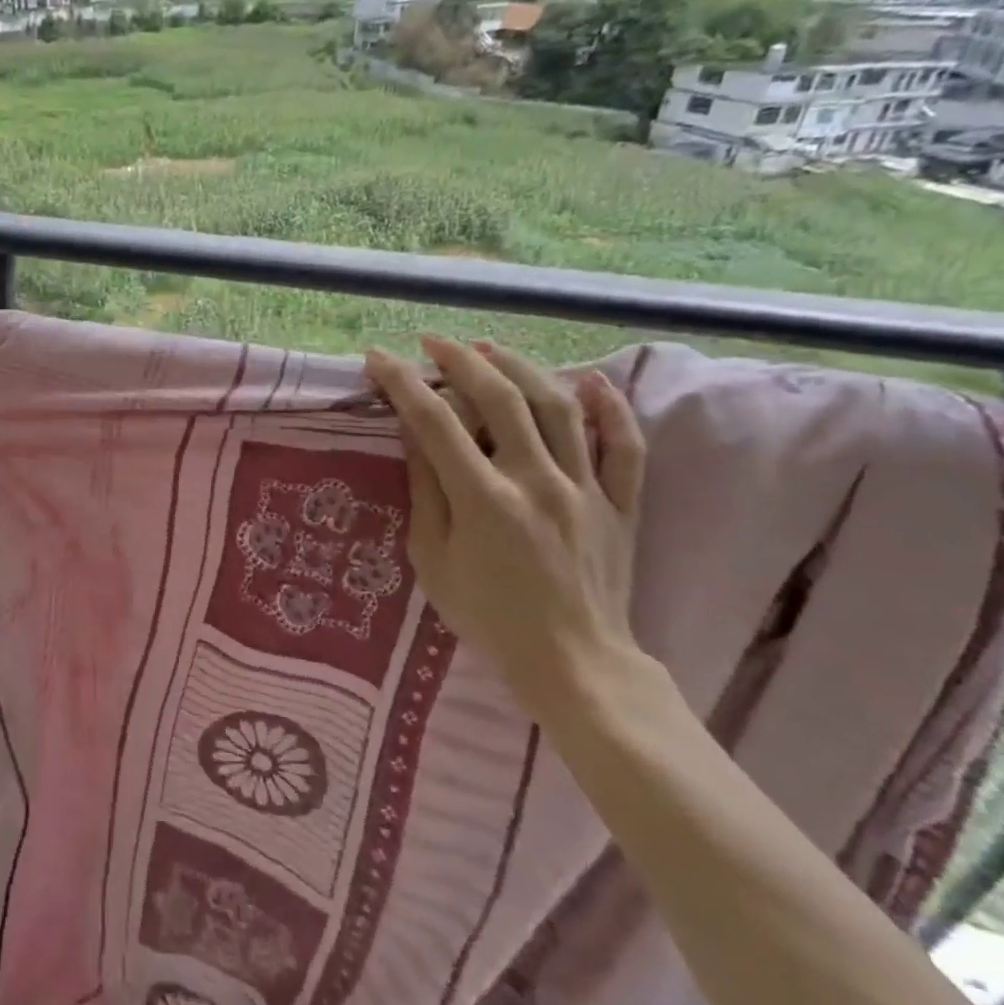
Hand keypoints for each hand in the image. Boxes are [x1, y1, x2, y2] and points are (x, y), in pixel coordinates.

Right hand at [362, 337, 647, 718]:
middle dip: (460, 360)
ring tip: (489, 348)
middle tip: (432, 341)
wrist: (573, 663)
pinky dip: (610, 407)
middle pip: (499, 398)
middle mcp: (536, 480)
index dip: (402, 383)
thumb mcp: (431, 557)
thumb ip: (425, 489)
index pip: (434, 421)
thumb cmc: (487, 615)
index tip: (378, 358)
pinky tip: (589, 379)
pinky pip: (624, 446)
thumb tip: (414, 432)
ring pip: (558, 406)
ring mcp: (585, 488)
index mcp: (483, 498)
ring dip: (520, 367)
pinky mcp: (620, 503)